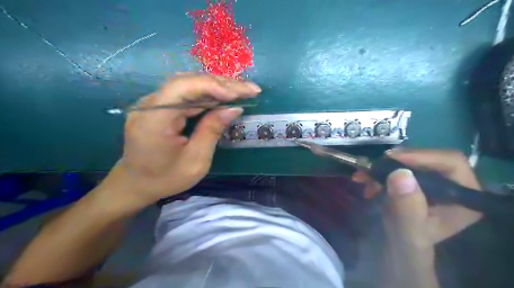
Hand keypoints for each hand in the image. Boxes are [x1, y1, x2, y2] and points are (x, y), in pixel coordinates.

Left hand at [102, 74, 260, 208]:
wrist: (136, 184)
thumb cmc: (166, 178)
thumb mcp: (195, 161)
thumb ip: (212, 130)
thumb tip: (233, 108)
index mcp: (154, 120)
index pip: (183, 88)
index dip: (212, 86)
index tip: (238, 94)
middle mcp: (149, 105)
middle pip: (188, 82)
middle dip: (222, 84)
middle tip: (250, 89)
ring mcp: (152, 103)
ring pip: (189, 84)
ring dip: (217, 86)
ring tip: (242, 90)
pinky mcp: (159, 106)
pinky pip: (185, 93)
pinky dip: (208, 93)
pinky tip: (224, 95)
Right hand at [354, 151, 482, 247]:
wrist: (396, 248)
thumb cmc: (407, 244)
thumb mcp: (407, 230)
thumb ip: (407, 206)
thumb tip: (401, 173)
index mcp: (463, 197)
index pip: (450, 162)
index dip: (421, 156)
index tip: (390, 159)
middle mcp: (453, 184)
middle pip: (427, 158)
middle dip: (395, 162)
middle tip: (371, 168)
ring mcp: (433, 180)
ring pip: (409, 160)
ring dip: (382, 167)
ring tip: (363, 177)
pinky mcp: (416, 179)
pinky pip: (397, 166)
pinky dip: (379, 170)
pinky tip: (365, 180)